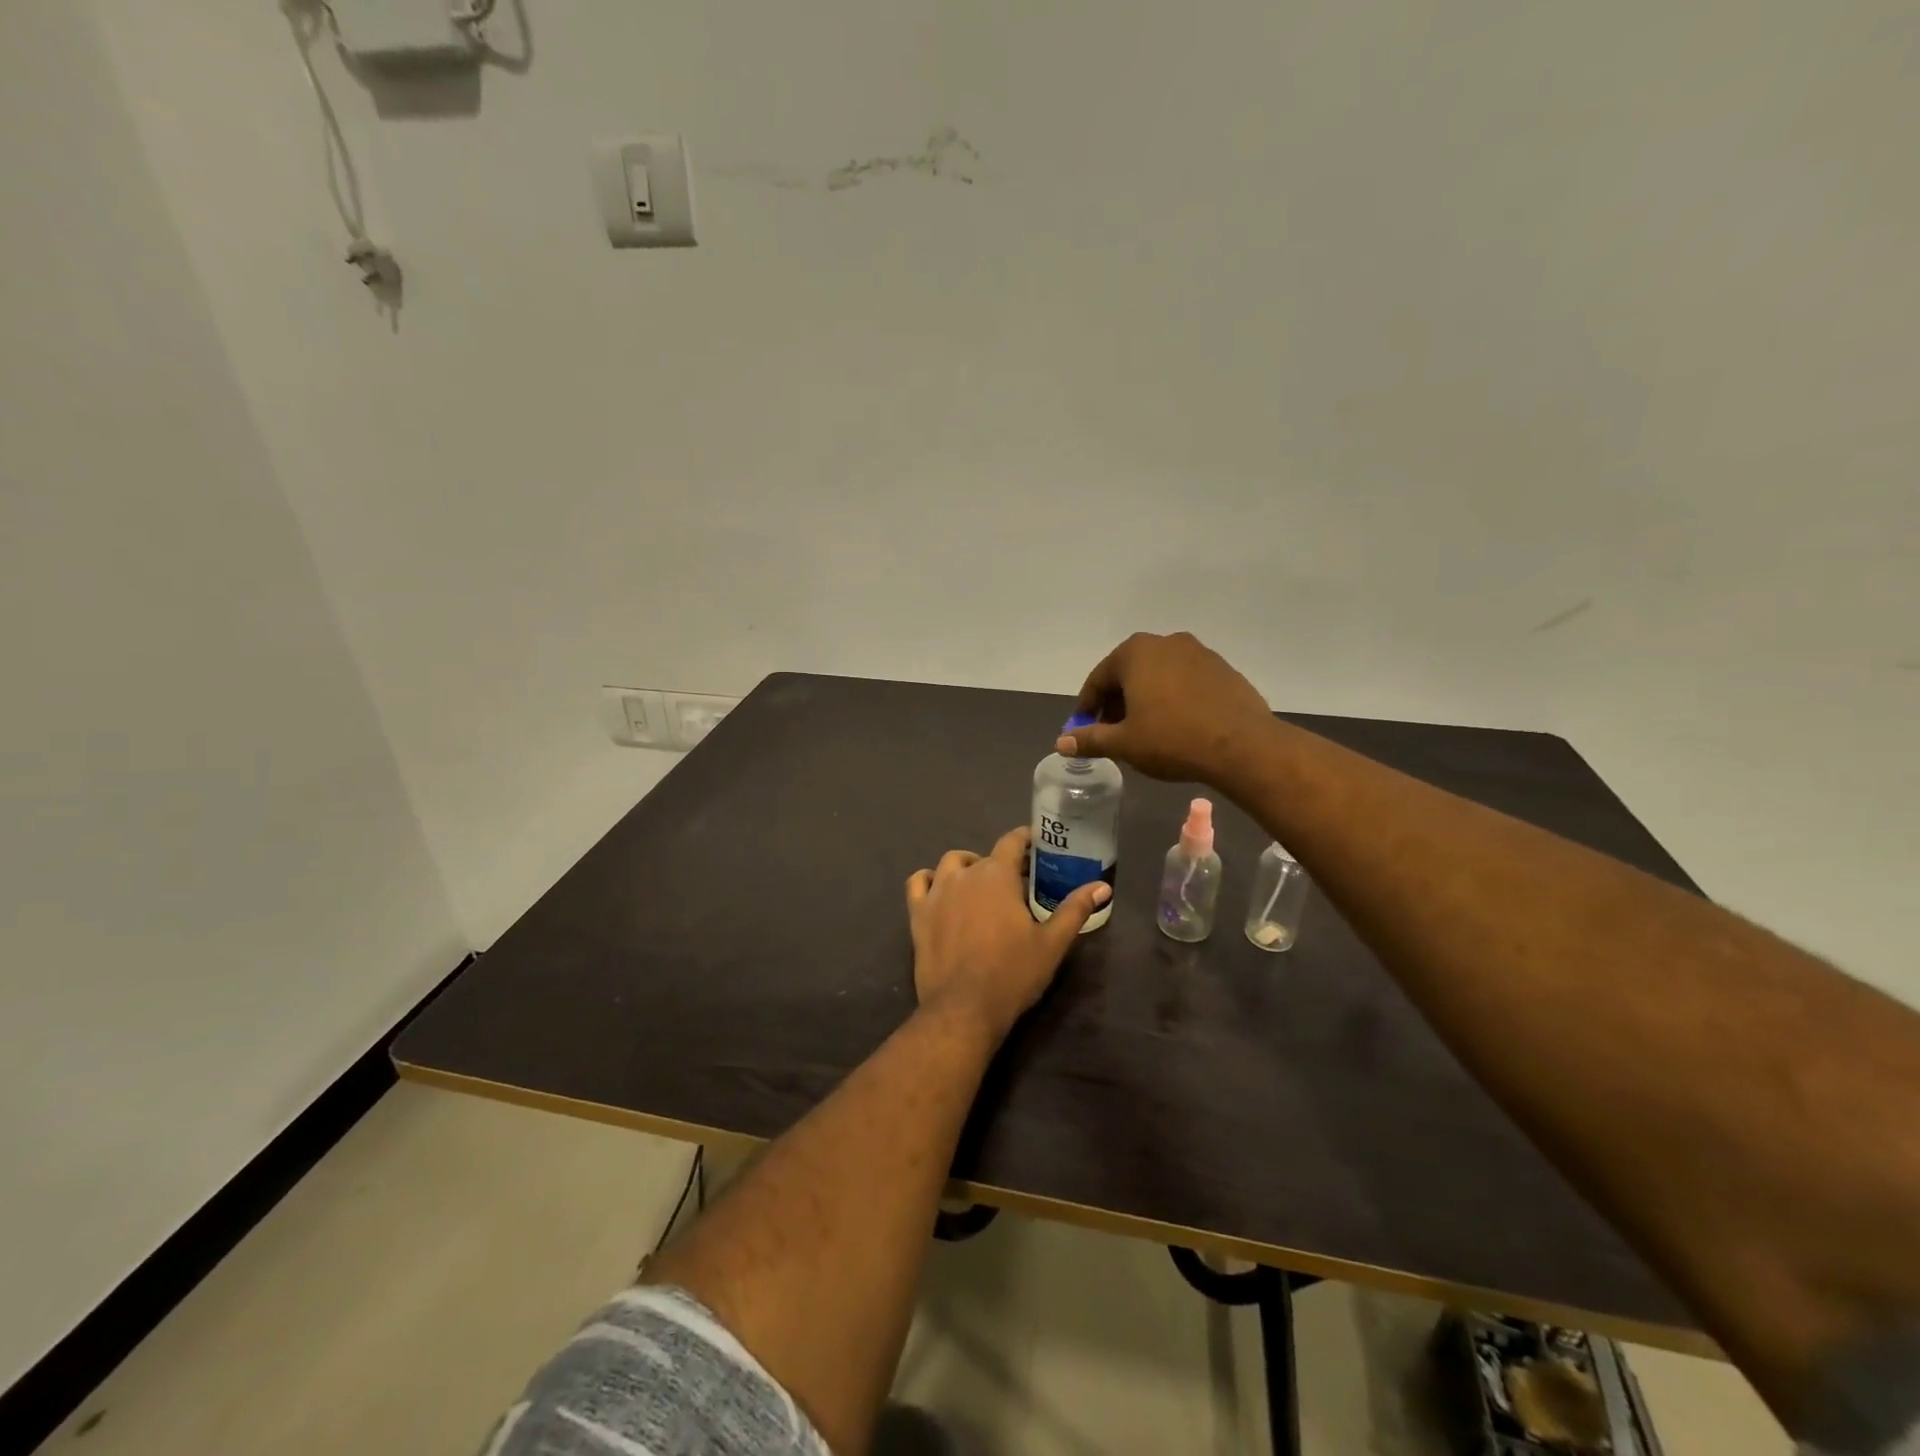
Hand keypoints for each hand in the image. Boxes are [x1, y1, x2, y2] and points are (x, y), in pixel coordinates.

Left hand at [905, 827, 1110, 1043]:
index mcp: (997, 875)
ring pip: (950, 864)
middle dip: (1001, 864)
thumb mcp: (1052, 943)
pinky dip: (929, 880)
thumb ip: (1075, 909)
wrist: (964, 1008)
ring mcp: (937, 892)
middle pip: (984, 857)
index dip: (1024, 838)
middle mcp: (964, 874)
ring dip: (966, 867)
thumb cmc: (1012, 973)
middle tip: (1016, 884)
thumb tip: (1102, 886)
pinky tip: (940, 892)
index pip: (1011, 841)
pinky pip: (918, 883)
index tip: (1035, 843)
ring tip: (979, 886)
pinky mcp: (918, 913)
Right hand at [1060, 631, 1271, 783]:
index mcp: (1135, 653)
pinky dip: (1173, 699)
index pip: (1098, 679)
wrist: (1243, 746)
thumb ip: (1090, 738)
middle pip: (1129, 673)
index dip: (1087, 706)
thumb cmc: (1172, 740)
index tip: (1083, 729)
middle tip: (1113, 733)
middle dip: (1117, 702)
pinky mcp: (1223, 669)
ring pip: (1158, 676)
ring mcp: (1198, 652)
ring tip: (1145, 731)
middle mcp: (1165, 642)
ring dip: (1145, 699)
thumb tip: (1061, 742)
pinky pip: (1185, 682)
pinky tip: (1177, 726)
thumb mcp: (1124, 743)